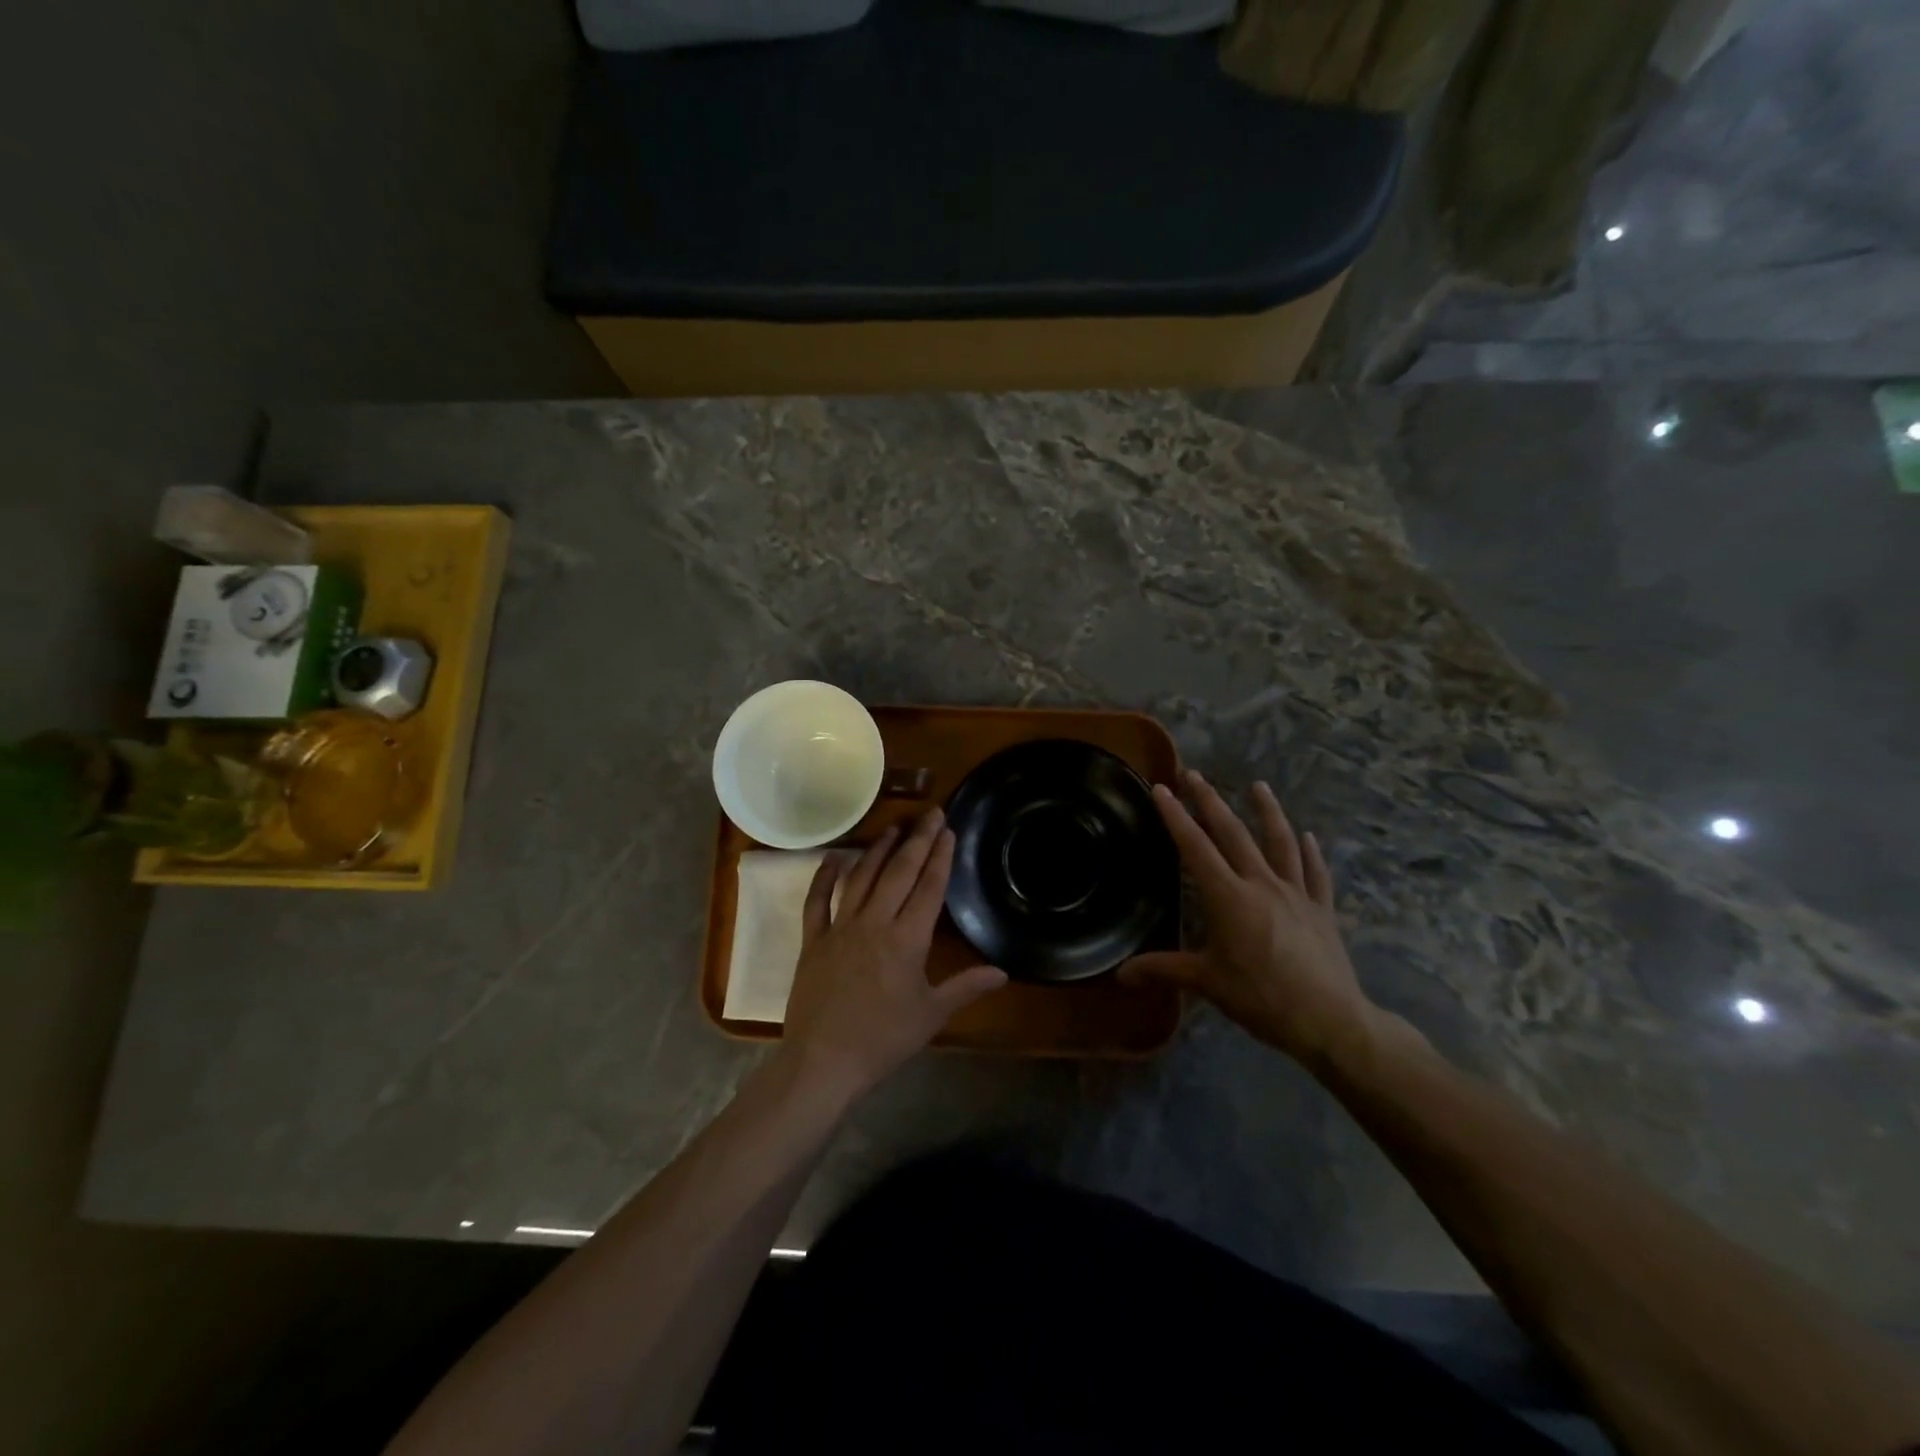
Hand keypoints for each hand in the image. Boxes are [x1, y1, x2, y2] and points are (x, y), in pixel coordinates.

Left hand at [779, 808, 1006, 1101]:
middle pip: (899, 872)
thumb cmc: (883, 1040)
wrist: (823, 1061)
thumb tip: (1003, 972)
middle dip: (917, 840)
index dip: (940, 857)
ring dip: (878, 849)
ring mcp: (840, 928)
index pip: (928, 888)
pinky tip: (834, 857)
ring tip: (894, 827)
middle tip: (930, 813)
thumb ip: (966, 987)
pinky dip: (824, 877)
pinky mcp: (814, 940)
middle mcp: (874, 923)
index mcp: (907, 940)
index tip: (947, 831)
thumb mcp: (932, 1015)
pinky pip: (817, 901)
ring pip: (861, 878)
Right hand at [1121, 770, 1379, 1067]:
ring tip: (1258, 785)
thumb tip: (1120, 975)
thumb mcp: (1207, 982)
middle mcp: (1261, 884)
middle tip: (1195, 774)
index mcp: (1228, 897)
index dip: (1176, 816)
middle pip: (1233, 833)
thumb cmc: (1261, 997)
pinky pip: (1315, 873)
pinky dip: (1310, 853)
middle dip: (1211, 801)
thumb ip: (1163, 970)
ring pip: (1280, 842)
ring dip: (1267, 811)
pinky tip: (1308, 837)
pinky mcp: (1321, 909)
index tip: (1163, 788)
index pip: (1195, 847)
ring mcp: (1296, 893)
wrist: (1329, 1020)